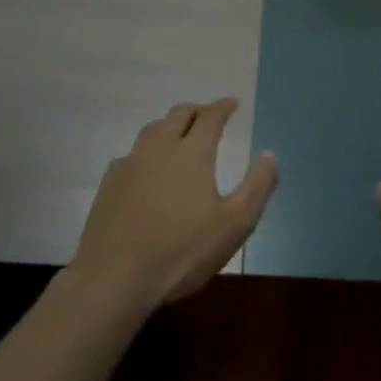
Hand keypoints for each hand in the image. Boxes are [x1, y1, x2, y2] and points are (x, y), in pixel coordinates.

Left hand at [72, 99, 276, 310]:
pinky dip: (146, 152)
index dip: (223, 107)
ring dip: (170, 126)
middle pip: (179, 115)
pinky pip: (132, 154)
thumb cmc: (182, 251)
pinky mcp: (109, 182)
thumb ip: (257, 187)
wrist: (115, 276)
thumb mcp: (234, 224)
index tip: (232, 103)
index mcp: (192, 152)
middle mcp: (160, 147)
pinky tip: (147, 170)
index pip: (210, 116)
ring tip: (178, 136)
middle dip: (197, 111)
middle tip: (207, 116)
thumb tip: (270, 154)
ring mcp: (130, 163)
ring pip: (152, 129)